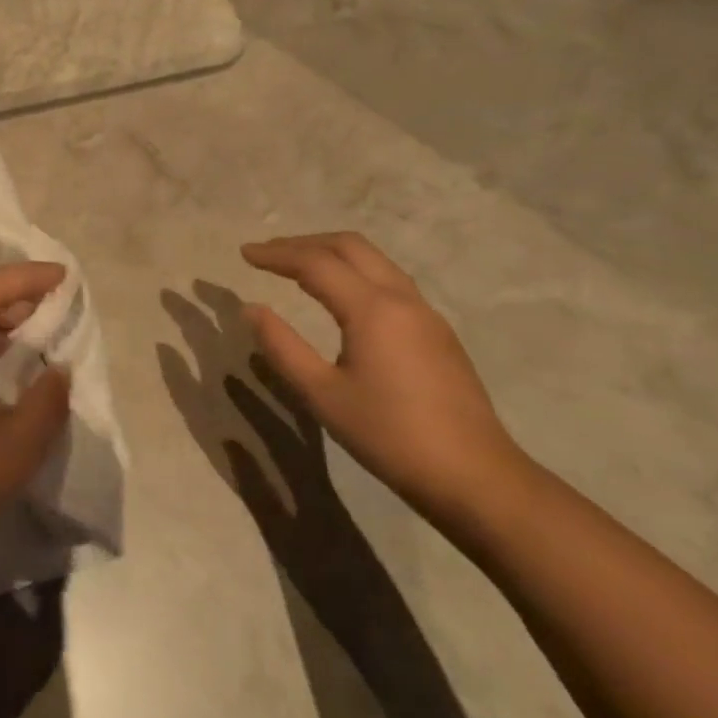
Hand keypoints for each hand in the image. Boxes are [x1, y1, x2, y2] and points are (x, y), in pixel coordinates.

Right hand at [241, 233, 524, 521]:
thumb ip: (282, 347)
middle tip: (268, 253)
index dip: (276, 254)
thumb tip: (252, 309)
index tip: (244, 253)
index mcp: (372, 309)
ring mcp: (426, 314)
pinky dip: (354, 273)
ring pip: (375, 261)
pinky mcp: (436, 333)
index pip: (316, 263)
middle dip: (305, 243)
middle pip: (351, 247)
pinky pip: (389, 281)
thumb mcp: (321, 394)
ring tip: (297, 267)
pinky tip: (338, 297)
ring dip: (332, 254)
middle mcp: (402, 299)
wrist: (473, 475)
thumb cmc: (388, 434)